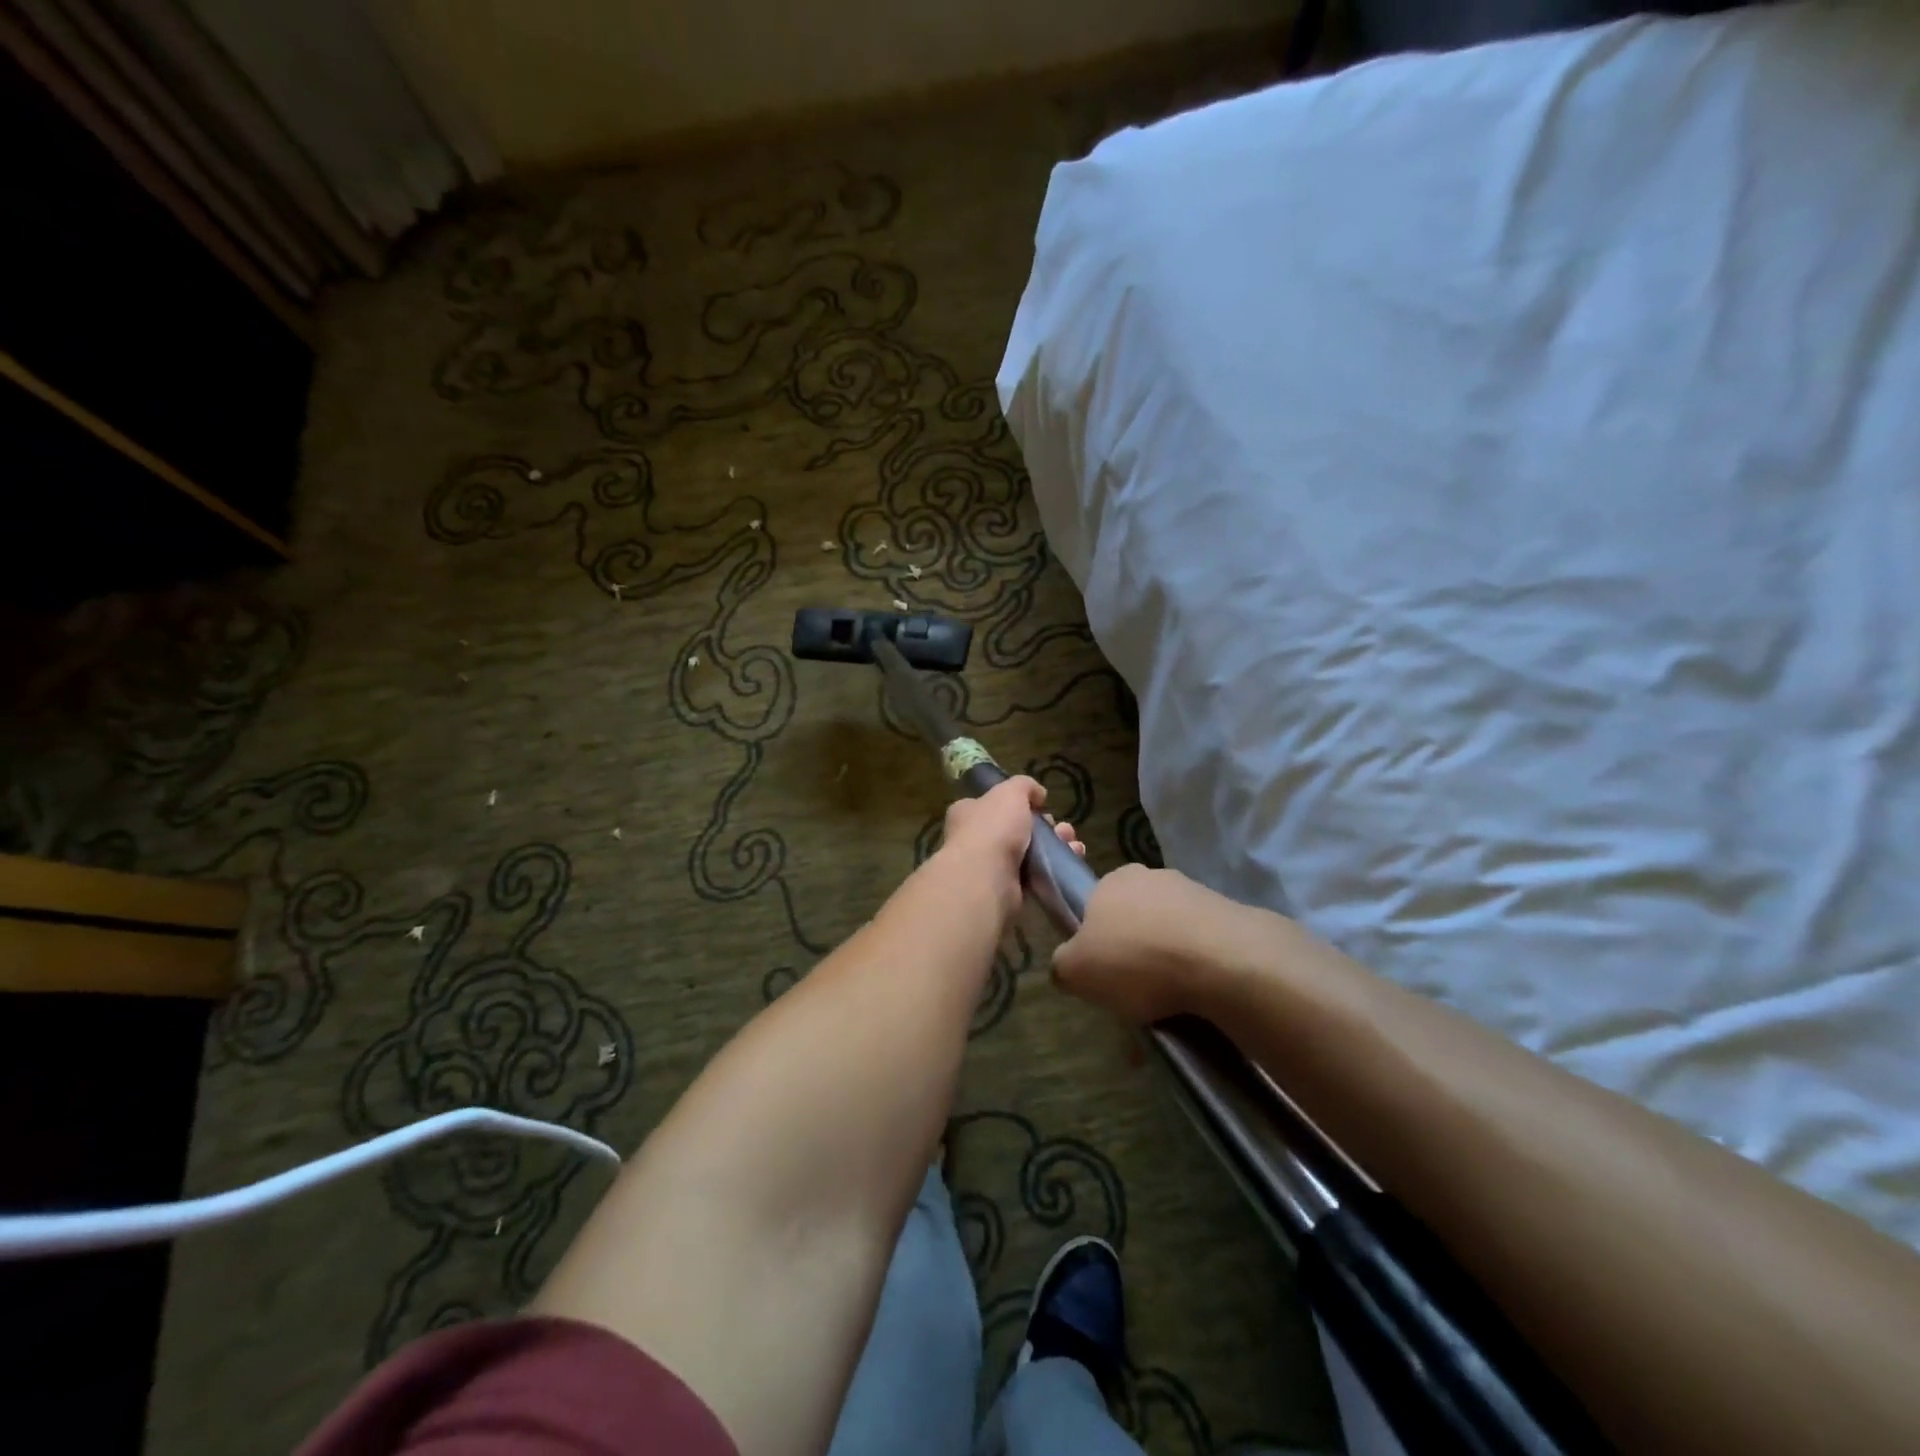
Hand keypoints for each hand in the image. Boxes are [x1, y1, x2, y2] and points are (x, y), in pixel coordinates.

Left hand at [938, 775, 1083, 918]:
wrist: (987, 880)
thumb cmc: (993, 828)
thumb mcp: (1010, 792)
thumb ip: (1025, 786)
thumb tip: (1038, 794)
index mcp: (968, 813)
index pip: (993, 804)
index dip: (1018, 803)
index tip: (1041, 805)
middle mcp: (976, 840)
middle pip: (1017, 829)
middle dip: (1045, 827)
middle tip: (1061, 828)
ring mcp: (992, 867)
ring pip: (1030, 853)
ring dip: (1055, 847)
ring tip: (1073, 844)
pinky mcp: (1008, 890)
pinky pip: (1036, 876)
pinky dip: (1054, 869)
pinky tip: (1072, 860)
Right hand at [1051, 863, 1259, 1023]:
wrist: (1220, 961)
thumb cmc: (1135, 959)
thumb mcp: (1075, 971)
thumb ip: (1062, 964)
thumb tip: (1068, 965)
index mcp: (1111, 880)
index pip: (1094, 906)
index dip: (1095, 940)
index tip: (1102, 970)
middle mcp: (1150, 876)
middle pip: (1132, 917)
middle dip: (1132, 948)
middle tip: (1133, 989)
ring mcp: (1193, 891)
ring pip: (1168, 929)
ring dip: (1166, 958)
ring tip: (1169, 999)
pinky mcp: (1227, 913)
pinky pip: (1201, 943)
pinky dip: (1196, 965)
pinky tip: (1198, 993)